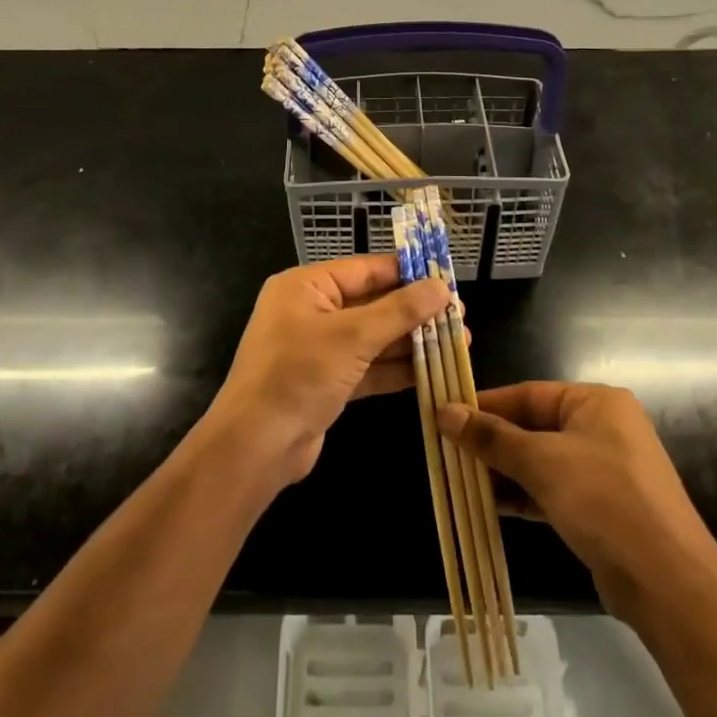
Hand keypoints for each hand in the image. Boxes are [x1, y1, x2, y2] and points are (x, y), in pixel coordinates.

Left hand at [209, 256, 449, 485]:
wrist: (256, 447)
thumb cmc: (299, 375)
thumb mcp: (353, 337)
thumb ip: (400, 311)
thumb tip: (443, 287)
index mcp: (306, 286)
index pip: (366, 269)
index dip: (408, 272)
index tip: (448, 278)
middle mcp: (311, 311)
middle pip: (373, 303)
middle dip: (416, 311)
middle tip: (460, 315)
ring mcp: (319, 349)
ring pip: (374, 337)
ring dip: (413, 341)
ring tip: (459, 341)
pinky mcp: (327, 382)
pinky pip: (368, 366)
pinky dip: (397, 368)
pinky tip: (433, 370)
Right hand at [438, 382, 716, 621]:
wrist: (666, 581)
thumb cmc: (603, 500)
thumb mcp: (542, 461)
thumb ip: (492, 437)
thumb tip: (444, 411)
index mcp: (596, 402)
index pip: (528, 394)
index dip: (486, 405)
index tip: (445, 415)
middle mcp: (602, 428)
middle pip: (534, 427)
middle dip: (492, 442)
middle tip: (446, 451)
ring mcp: (603, 470)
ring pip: (541, 461)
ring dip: (503, 471)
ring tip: (458, 479)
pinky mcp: (600, 508)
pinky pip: (552, 490)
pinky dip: (522, 495)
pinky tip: (488, 505)